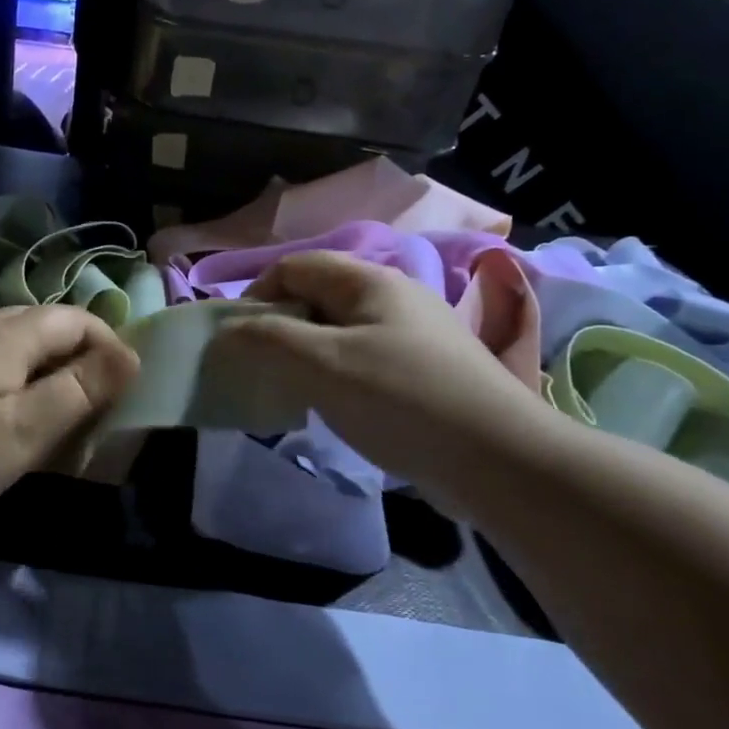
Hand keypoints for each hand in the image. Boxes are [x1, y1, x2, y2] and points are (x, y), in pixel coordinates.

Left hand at [0, 305, 139, 548]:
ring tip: (59, 413)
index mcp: (4, 334)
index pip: (73, 318)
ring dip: (47, 369)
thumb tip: (131, 356)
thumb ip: (80, 390)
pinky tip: (9, 415)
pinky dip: (15, 379)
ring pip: (15, 343)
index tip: (126, 386)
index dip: (108, 343)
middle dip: (80, 357)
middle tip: (97, 405)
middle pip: (44, 325)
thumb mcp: (25, 431)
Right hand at [213, 252, 548, 490]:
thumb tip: (226, 330)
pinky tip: (338, 409)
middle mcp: (395, 295)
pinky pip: (365, 359)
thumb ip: (266, 339)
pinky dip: (337, 376)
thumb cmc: (402, 400)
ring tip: (295, 393)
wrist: (502, 461)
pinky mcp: (427, 370)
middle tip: (263, 371)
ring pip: (340, 331)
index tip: (237, 342)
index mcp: (370, 281)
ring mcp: (415, 333)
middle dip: (280, 329)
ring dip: (307, 355)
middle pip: (317, 297)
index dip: (256, 296)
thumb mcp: (322, 365)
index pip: (294, 267)